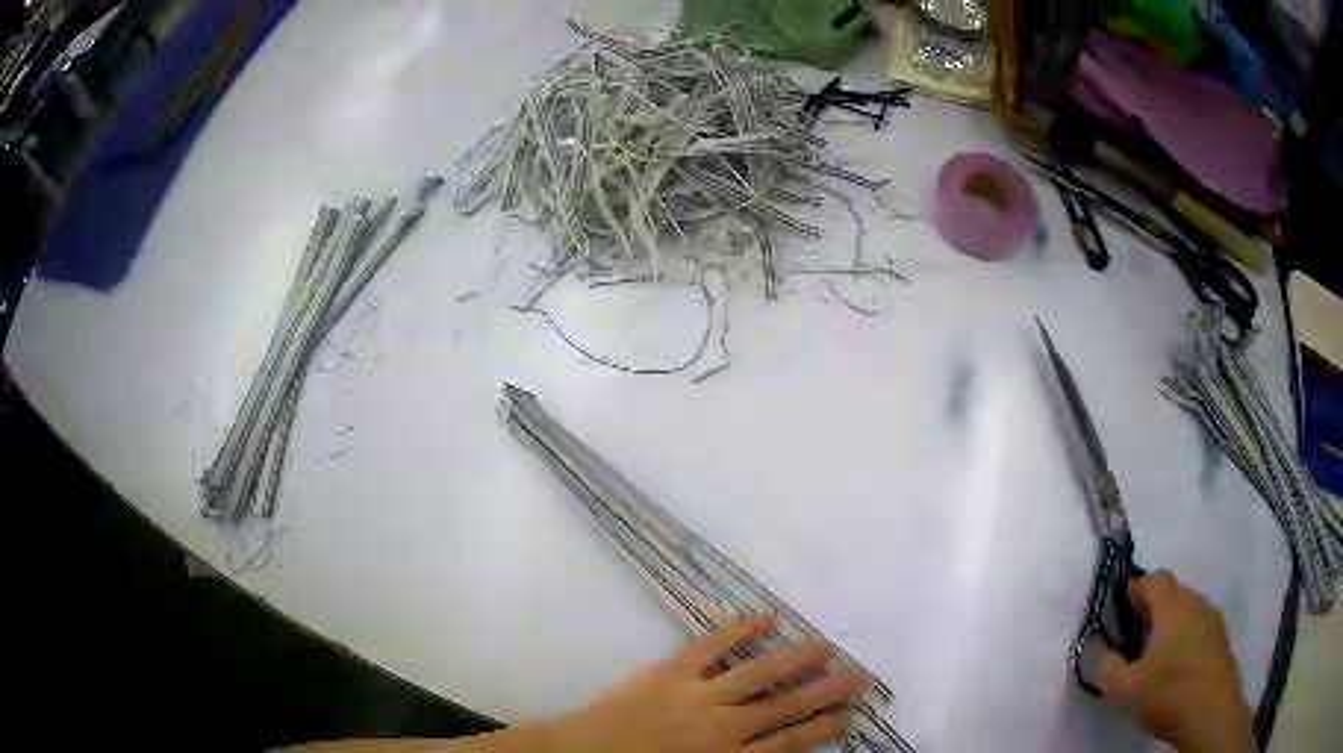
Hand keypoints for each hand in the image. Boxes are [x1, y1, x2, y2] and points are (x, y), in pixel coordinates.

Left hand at [544, 616, 866, 752]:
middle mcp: (723, 728)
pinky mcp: (671, 671)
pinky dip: (741, 630)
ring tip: (826, 647)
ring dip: (796, 659)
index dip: (824, 727)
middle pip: (786, 707)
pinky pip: (712, 647)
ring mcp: (697, 695)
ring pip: (759, 674)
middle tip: (860, 676)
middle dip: (827, 691)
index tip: (851, 714)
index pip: (790, 744)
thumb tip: (775, 752)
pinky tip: (768, 618)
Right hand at [1095, 571, 1253, 752]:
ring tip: (1154, 660)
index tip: (1119, 616)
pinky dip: (1184, 637)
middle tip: (1133, 643)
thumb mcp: (1123, 689)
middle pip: (1171, 592)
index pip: (1153, 580)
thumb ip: (1104, 665)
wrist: (1211, 712)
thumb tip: (1095, 647)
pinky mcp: (1221, 637)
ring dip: (1169, 625)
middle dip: (1151, 610)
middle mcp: (1196, 601)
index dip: (1134, 592)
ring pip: (1186, 609)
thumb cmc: (1167, 695)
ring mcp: (1213, 618)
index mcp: (1173, 606)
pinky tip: (1176, 669)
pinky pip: (1198, 625)